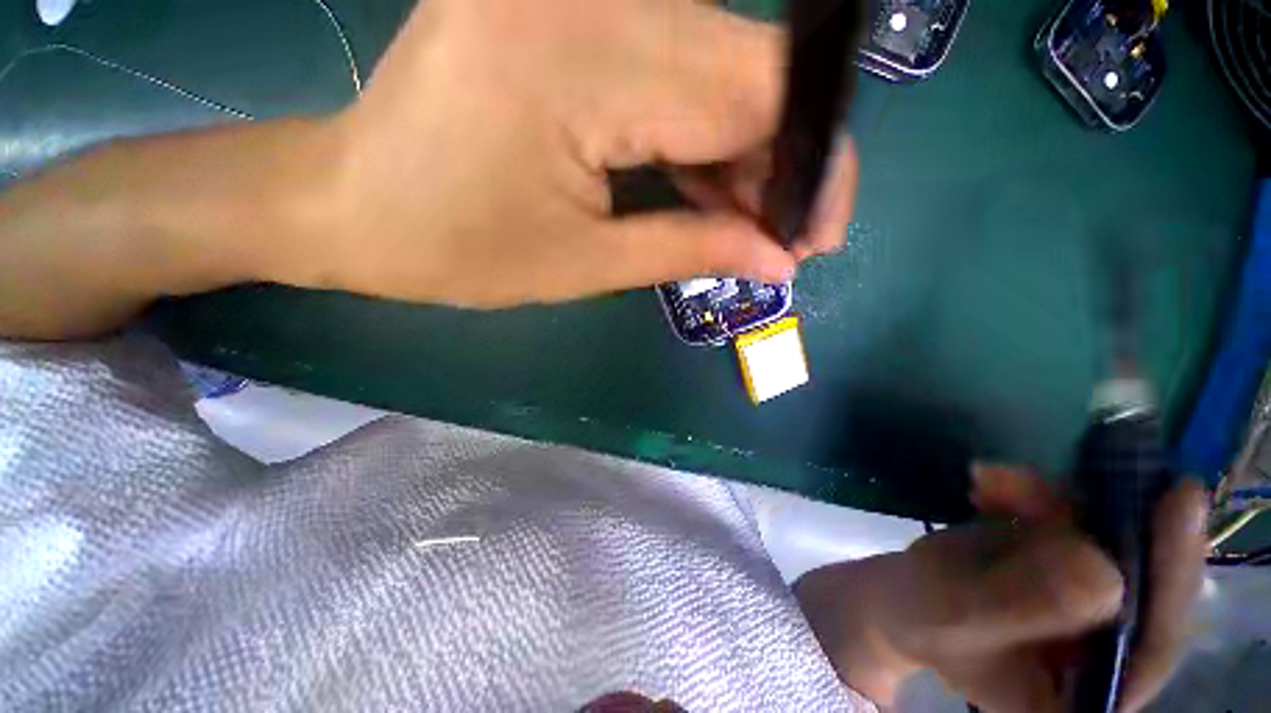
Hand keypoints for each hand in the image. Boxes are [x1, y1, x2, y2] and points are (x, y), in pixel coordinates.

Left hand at [309, 0, 857, 307]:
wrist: (356, 207)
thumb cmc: (457, 250)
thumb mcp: (586, 264)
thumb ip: (692, 249)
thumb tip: (778, 259)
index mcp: (581, 59)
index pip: (755, 95)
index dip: (808, 165)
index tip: (817, 232)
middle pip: (744, 73)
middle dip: (781, 164)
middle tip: (786, 237)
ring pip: (714, 68)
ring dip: (744, 154)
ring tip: (748, 223)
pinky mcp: (564, 9)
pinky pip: (670, 68)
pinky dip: (700, 134)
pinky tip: (708, 185)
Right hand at [795, 466, 1207, 712]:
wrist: (898, 596)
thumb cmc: (917, 619)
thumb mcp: (957, 616)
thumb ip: (1021, 605)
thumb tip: (1102, 568)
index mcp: (1090, 690)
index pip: (1154, 638)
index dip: (1172, 573)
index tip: (1178, 501)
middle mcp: (1108, 646)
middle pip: (1140, 575)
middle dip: (1099, 520)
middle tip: (1065, 474)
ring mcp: (1090, 599)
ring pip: (1103, 532)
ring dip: (1050, 499)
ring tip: (989, 481)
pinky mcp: (1064, 558)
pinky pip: (1066, 513)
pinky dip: (1029, 492)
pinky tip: (986, 484)